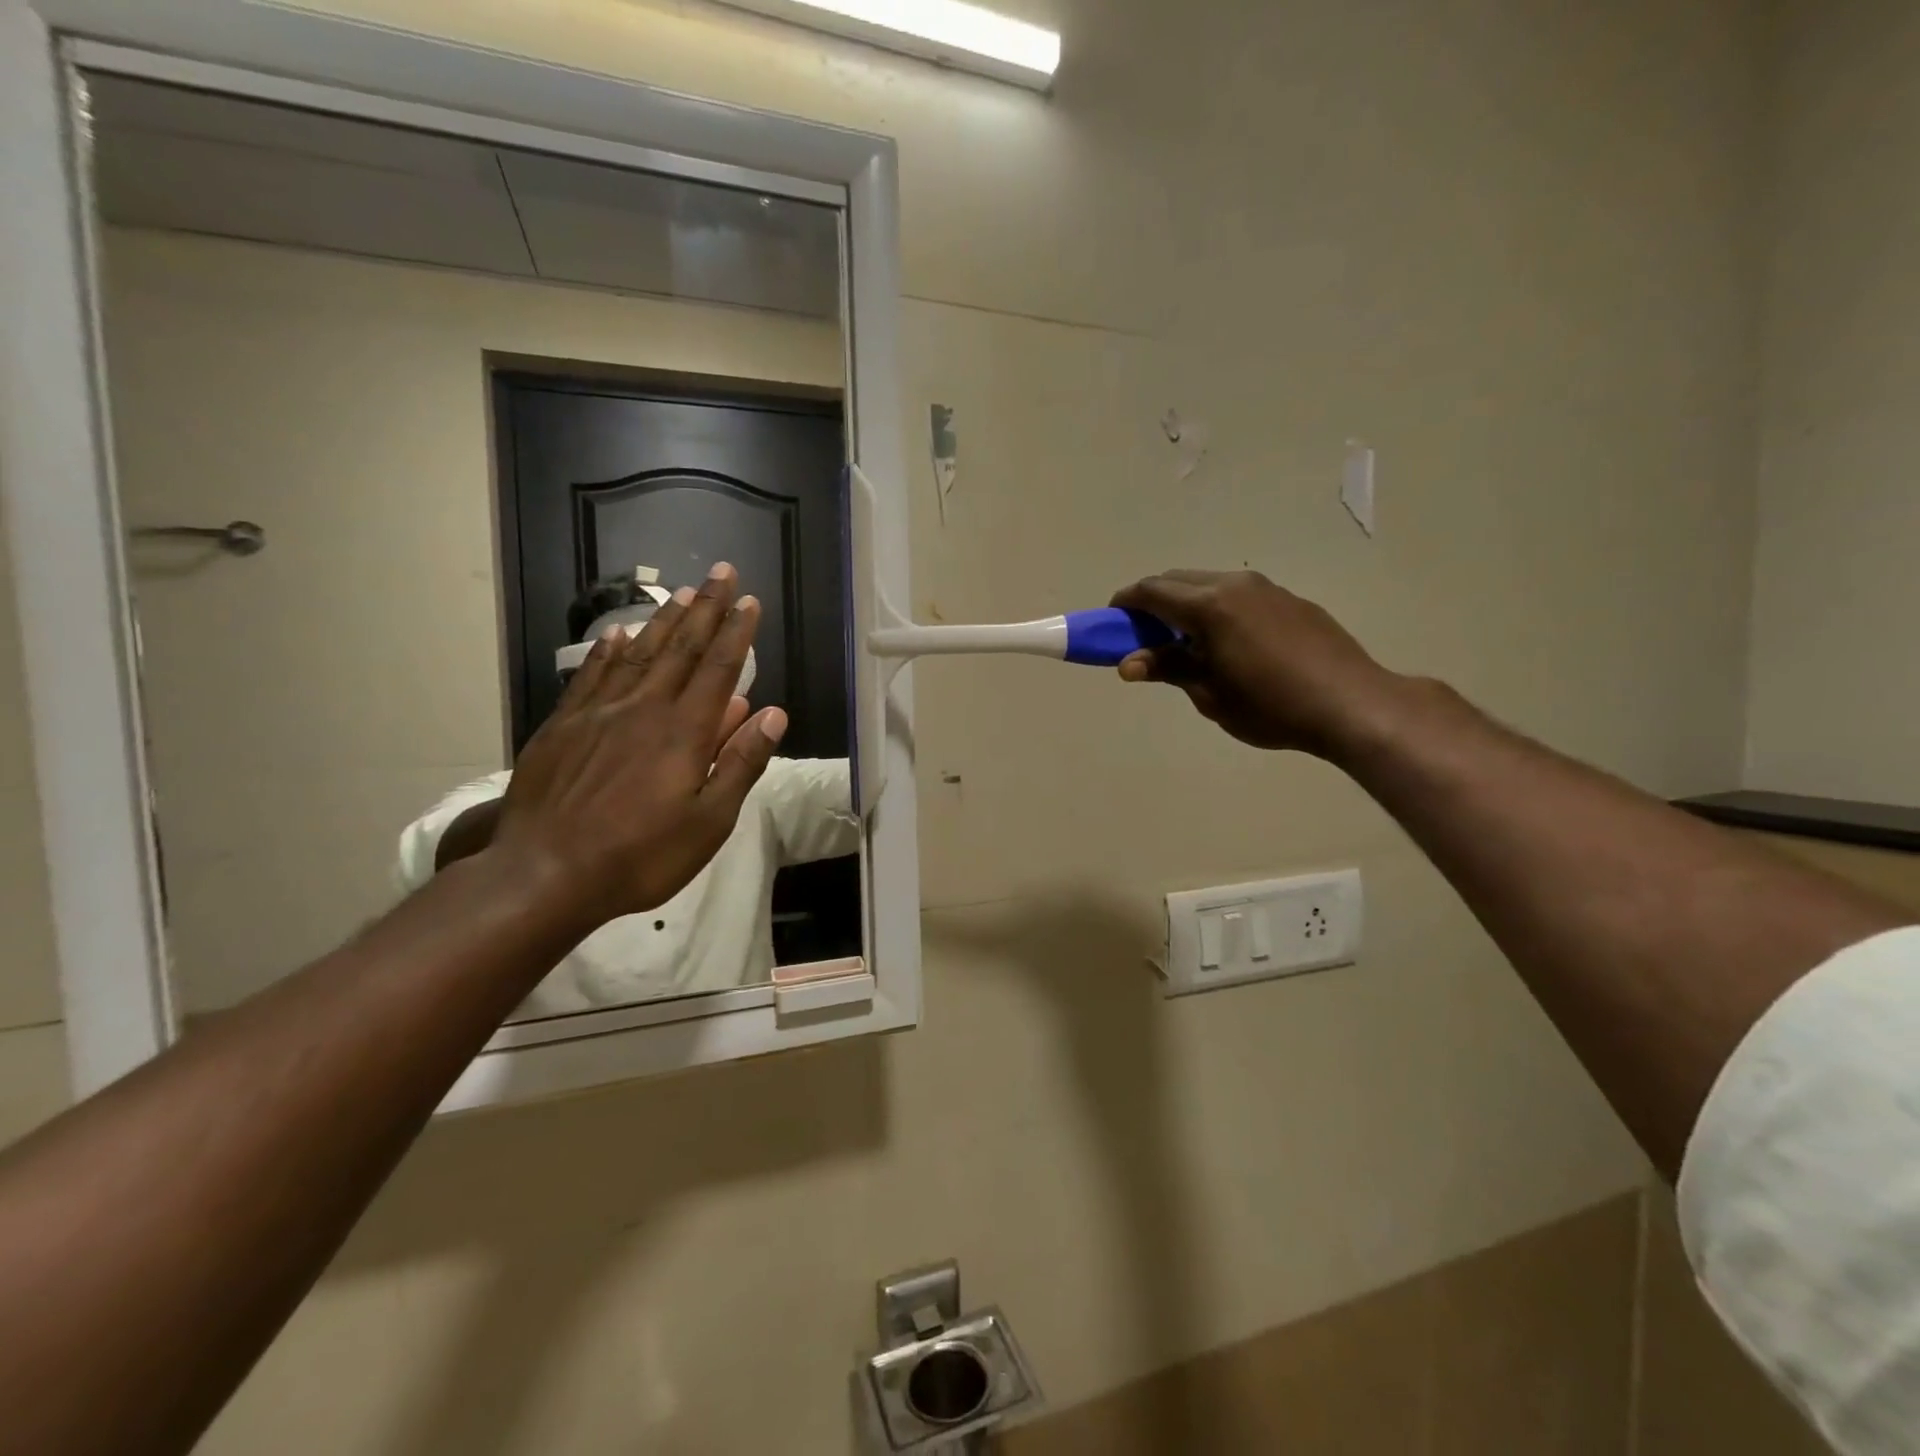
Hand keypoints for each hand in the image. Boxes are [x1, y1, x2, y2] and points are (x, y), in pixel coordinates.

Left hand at [491, 563, 786, 927]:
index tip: (750, 601)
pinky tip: (616, 634)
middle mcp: (643, 709)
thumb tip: (772, 714)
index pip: (718, 669)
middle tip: (721, 573)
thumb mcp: (709, 821)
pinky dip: (607, 651)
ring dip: (663, 620)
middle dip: (705, 608)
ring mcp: (598, 714)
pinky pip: (591, 676)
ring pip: (638, 654)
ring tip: (681, 592)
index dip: (737, 633)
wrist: (544, 873)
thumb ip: (740, 763)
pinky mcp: (563, 727)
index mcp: (683, 732)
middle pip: (680, 648)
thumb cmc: (640, 855)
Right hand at [1109, 569, 1399, 756]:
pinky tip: (1226, 642)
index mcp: (1210, 605)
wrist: (1352, 704)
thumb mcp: (1210, 694)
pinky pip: (1238, 594)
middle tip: (1142, 636)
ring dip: (1185, 603)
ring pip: (1209, 583)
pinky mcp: (1289, 600)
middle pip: (1177, 579)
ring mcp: (1267, 588)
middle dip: (1152, 601)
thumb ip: (1168, 668)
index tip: (1110, 622)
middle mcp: (1235, 584)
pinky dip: (1216, 608)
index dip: (1125, 603)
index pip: (1151, 591)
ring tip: (1184, 642)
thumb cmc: (1271, 706)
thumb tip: (1127, 663)